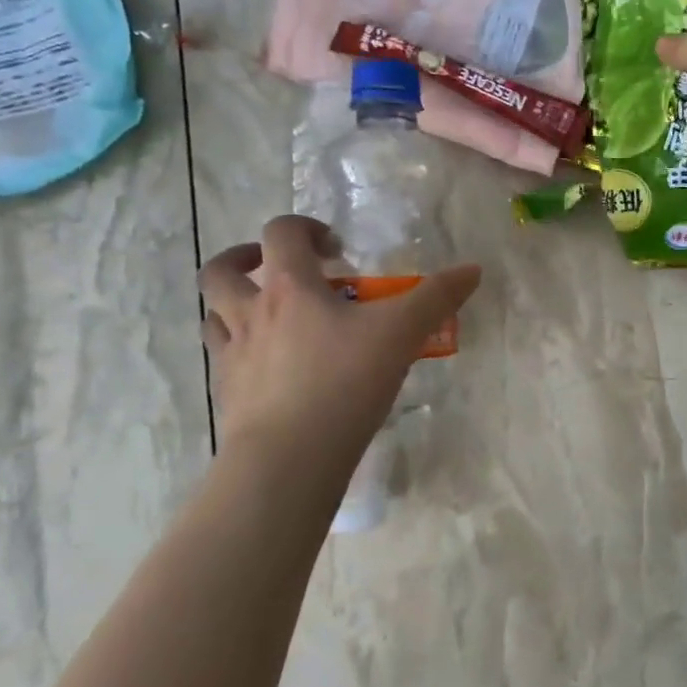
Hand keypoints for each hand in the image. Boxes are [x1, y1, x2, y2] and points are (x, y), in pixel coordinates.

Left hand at [197, 215, 481, 455]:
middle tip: (277, 269)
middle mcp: (251, 313)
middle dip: (245, 259)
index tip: (336, 249)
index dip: (305, 229)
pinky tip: (270, 369)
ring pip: (214, 315)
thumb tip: (473, 269)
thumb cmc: (344, 382)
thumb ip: (437, 298)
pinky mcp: (227, 395)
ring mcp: (233, 356)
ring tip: (267, 316)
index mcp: (290, 288)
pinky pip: (224, 361)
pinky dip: (240, 353)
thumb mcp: (402, 334)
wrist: (289, 457)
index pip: (281, 233)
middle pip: (222, 271)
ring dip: (234, 305)